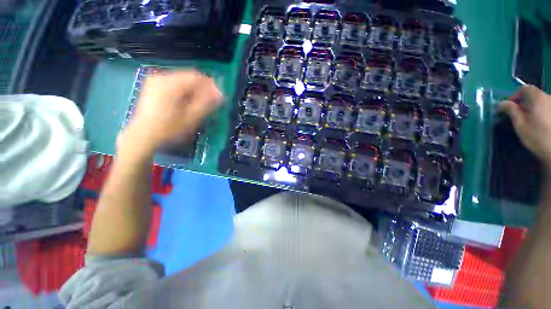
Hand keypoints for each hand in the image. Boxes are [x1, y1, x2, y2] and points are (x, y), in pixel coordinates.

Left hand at [120, 70, 222, 154]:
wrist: (143, 135)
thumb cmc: (168, 128)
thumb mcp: (191, 118)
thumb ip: (206, 103)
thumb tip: (220, 94)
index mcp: (171, 84)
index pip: (197, 76)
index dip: (211, 85)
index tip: (219, 96)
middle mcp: (162, 76)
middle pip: (189, 76)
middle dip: (202, 88)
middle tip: (210, 101)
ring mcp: (156, 80)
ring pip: (183, 79)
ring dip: (194, 89)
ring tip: (199, 103)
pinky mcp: (153, 85)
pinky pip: (174, 82)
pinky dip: (184, 89)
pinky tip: (186, 101)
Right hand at [498, 85, 550, 166]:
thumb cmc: (537, 136)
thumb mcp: (520, 124)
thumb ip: (511, 111)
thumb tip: (501, 103)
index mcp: (537, 97)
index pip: (523, 89)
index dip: (514, 96)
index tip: (507, 108)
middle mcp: (547, 97)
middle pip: (533, 95)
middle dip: (523, 104)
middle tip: (515, 116)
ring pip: (539, 103)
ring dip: (531, 109)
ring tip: (526, 121)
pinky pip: (545, 109)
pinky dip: (539, 113)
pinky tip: (537, 124)